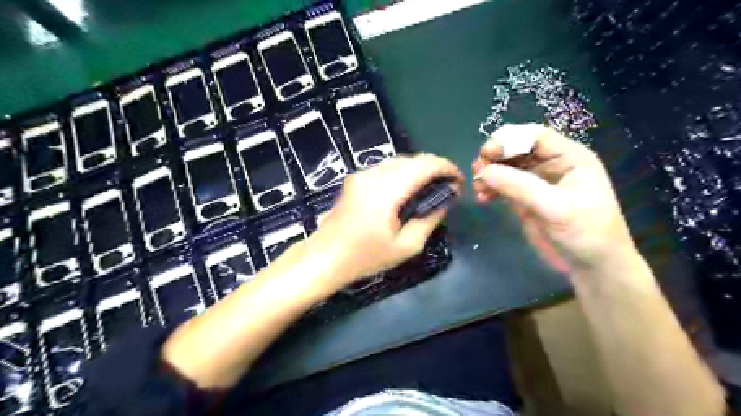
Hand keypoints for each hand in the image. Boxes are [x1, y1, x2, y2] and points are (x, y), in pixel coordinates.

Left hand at [308, 152, 460, 288]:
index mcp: (387, 190)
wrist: (325, 257)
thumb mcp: (406, 246)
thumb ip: (430, 219)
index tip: (459, 181)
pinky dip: (402, 173)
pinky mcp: (355, 178)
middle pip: (412, 159)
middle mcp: (373, 174)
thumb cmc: (366, 257)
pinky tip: (406, 190)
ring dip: (418, 170)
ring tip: (429, 189)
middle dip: (434, 168)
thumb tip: (446, 199)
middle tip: (446, 188)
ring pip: (399, 161)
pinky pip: (386, 168)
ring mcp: (362, 174)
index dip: (447, 167)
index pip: (424, 164)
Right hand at [475, 123, 636, 271]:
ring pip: (507, 166)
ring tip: (478, 188)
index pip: (535, 136)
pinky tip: (483, 198)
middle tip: (477, 171)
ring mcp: (537, 182)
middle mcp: (552, 164)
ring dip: (490, 173)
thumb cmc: (586, 234)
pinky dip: (491, 188)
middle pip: (517, 148)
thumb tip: (484, 171)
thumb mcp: (557, 209)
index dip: (509, 140)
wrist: (592, 266)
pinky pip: (504, 185)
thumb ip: (521, 188)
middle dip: (495, 156)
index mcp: (570, 158)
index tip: (487, 153)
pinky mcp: (526, 198)